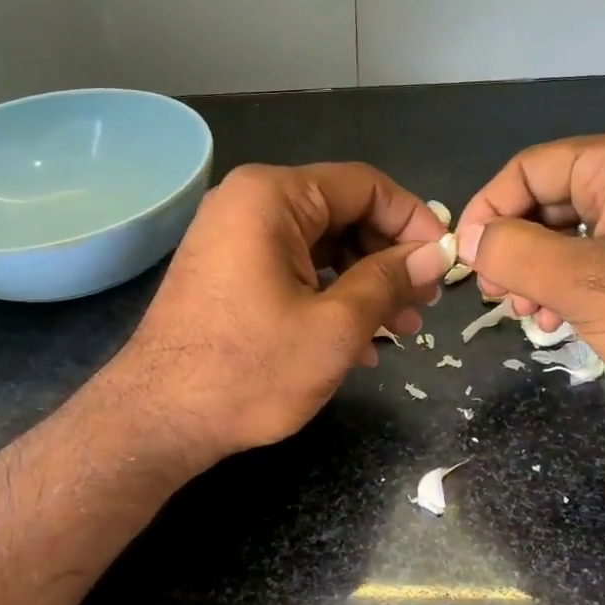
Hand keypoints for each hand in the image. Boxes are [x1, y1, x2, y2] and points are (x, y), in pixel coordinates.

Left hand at [103, 162, 452, 466]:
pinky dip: (328, 298)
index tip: (445, 263)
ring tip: (401, 331)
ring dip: (364, 286)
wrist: (159, 419)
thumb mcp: (335, 327)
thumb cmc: (250, 370)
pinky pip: (292, 270)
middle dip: (389, 260)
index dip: (414, 222)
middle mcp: (248, 203)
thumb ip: (390, 281)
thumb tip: (436, 254)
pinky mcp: (227, 273)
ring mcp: (232, 238)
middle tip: (424, 306)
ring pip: (320, 247)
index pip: (365, 185)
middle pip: (342, 214)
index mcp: (273, 196)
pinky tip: (358, 344)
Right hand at [454, 127, 604, 431]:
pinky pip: (601, 258)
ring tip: (530, 317)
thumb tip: (466, 239)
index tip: (464, 261)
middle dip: (514, 248)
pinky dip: (572, 285)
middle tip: (498, 298)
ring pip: (572, 234)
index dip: (487, 211)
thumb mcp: (585, 284)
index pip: (529, 169)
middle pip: (549, 200)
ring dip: (539, 273)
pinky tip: (562, 319)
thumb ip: (514, 254)